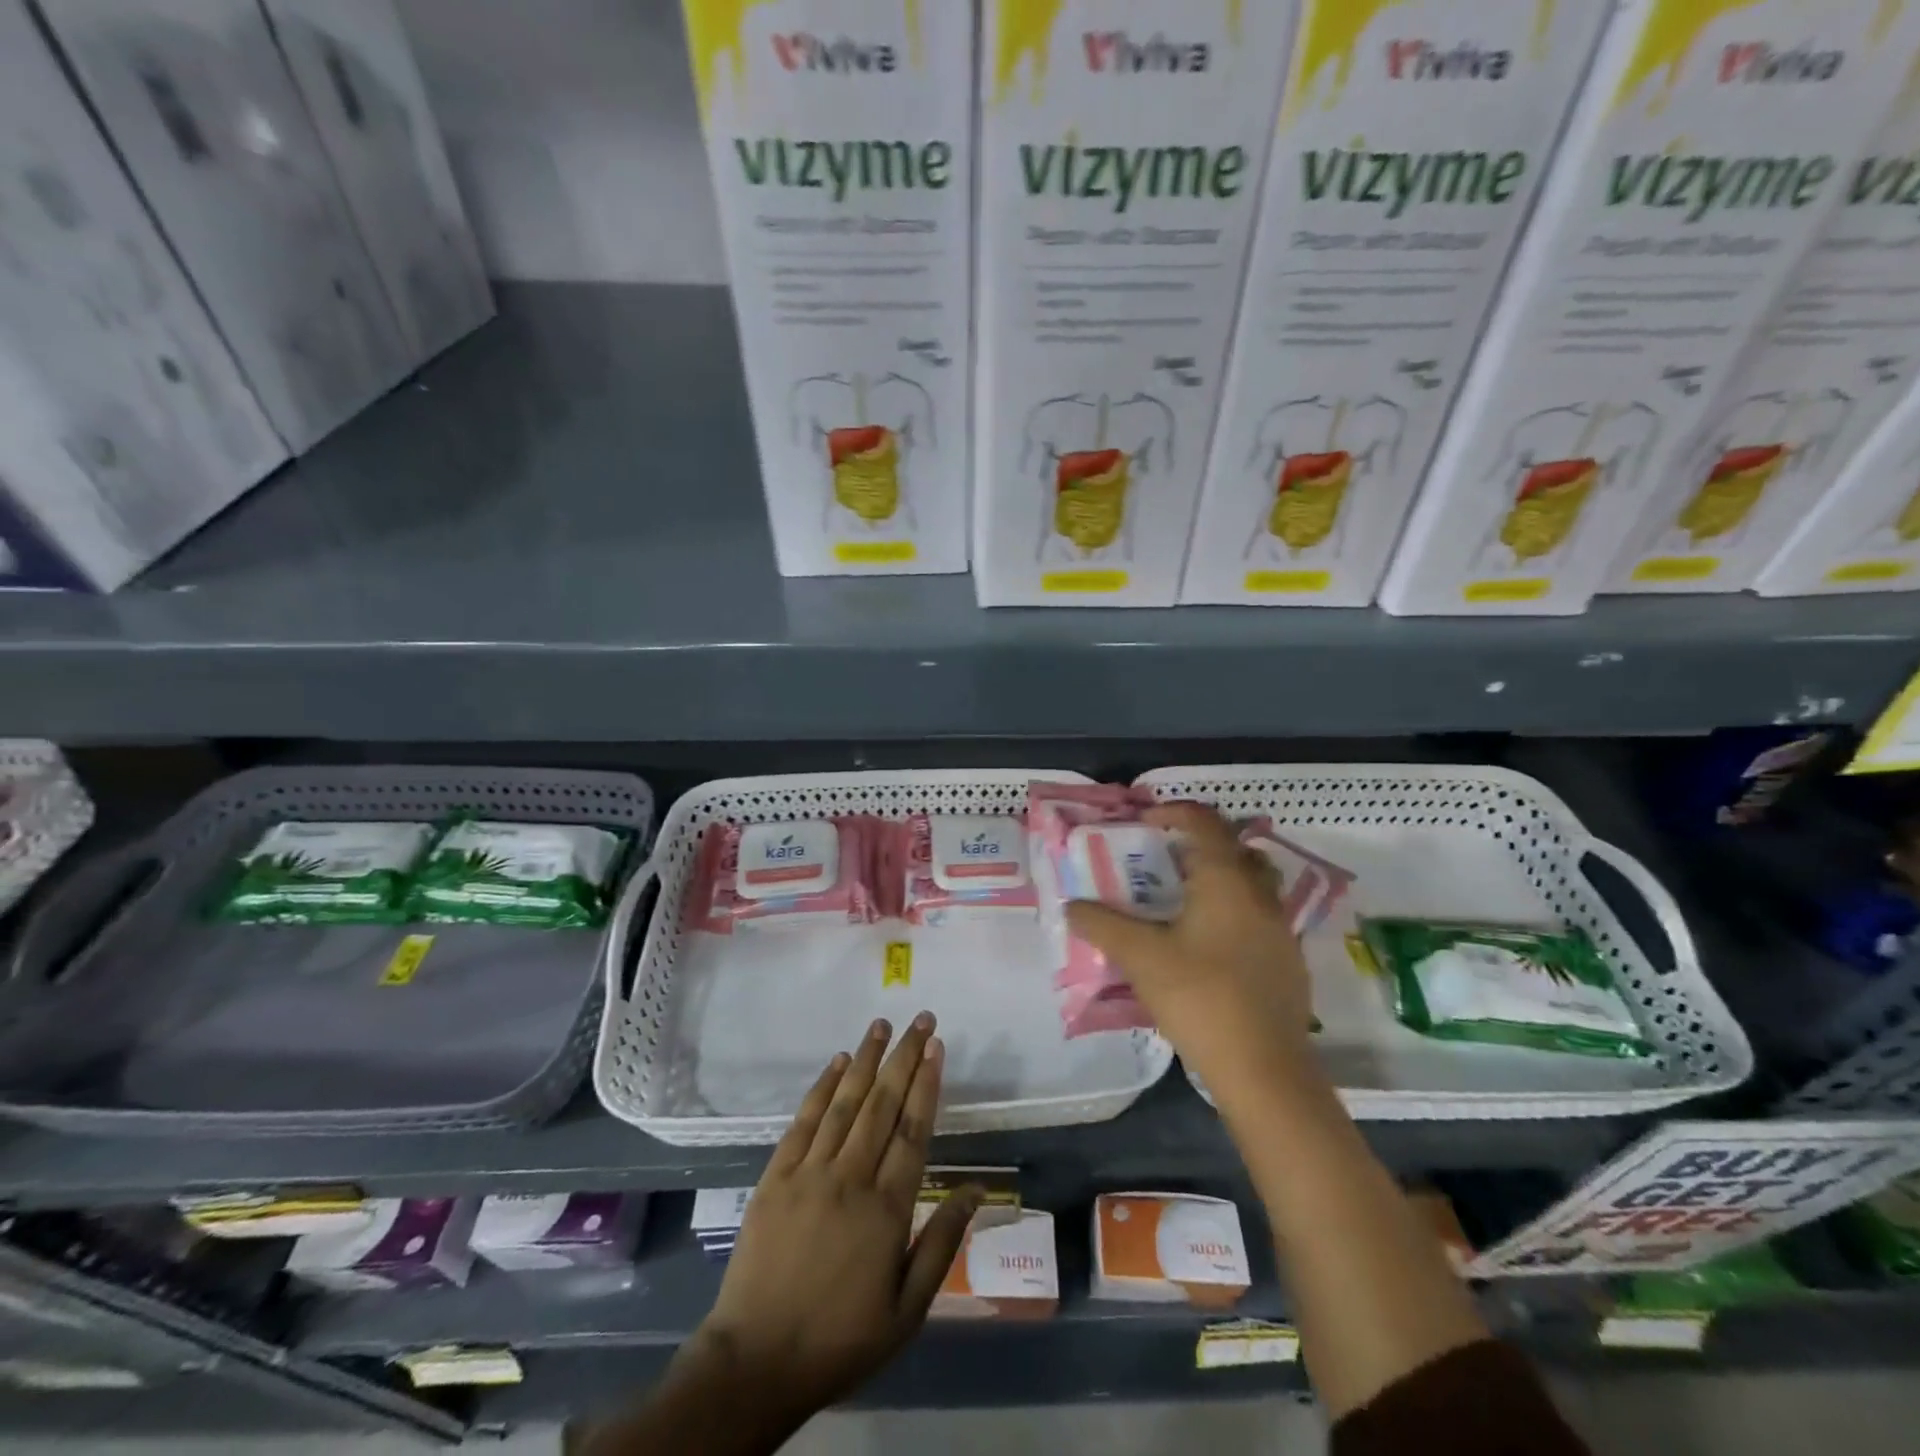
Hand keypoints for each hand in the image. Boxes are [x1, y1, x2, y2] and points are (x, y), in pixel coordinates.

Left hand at [694, 1014, 977, 1417]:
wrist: (757, 1361)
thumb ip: (942, 1243)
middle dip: (904, 1056)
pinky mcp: (776, 1176)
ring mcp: (810, 1172)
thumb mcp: (907, 1309)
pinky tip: (836, 1062)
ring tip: (882, 1025)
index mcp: (887, 1209)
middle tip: (921, 1020)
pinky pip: (803, 1120)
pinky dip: (822, 1087)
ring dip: (865, 1058)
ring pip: (845, 1102)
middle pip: (883, 1103)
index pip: (913, 1130)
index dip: (927, 1083)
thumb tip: (976, 1190)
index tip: (937, 1047)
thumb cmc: (841, 1339)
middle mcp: (850, 1177)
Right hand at [1066, 802, 1312, 1091]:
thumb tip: (1071, 906)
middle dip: (1200, 844)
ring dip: (1220, 878)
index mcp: (1227, 881)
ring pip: (1252, 883)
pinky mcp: (1287, 961)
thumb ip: (1102, 925)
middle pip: (1235, 848)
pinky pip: (1259, 917)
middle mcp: (1260, 895)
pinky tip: (1206, 945)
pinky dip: (1233, 912)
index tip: (1143, 822)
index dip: (1172, 812)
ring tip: (1182, 901)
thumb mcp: (1140, 957)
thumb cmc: (1199, 997)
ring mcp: (1280, 929)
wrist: (1264, 1069)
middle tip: (1163, 860)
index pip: (1204, 822)